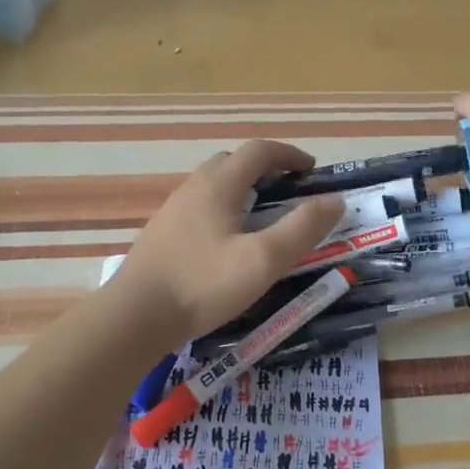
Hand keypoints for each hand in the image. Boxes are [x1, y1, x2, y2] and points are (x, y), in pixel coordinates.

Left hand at [111, 140, 342, 339]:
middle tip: (289, 192)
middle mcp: (193, 188)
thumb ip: (302, 228)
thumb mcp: (263, 259)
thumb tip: (334, 200)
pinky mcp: (161, 235)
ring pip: (213, 185)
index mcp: (218, 185)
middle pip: (233, 162)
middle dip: (265, 169)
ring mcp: (172, 211)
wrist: (135, 317)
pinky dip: (224, 210)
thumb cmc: (203, 284)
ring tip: (262, 217)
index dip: (289, 154)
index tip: (311, 170)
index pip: (259, 151)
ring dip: (242, 189)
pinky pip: (200, 208)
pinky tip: (228, 243)